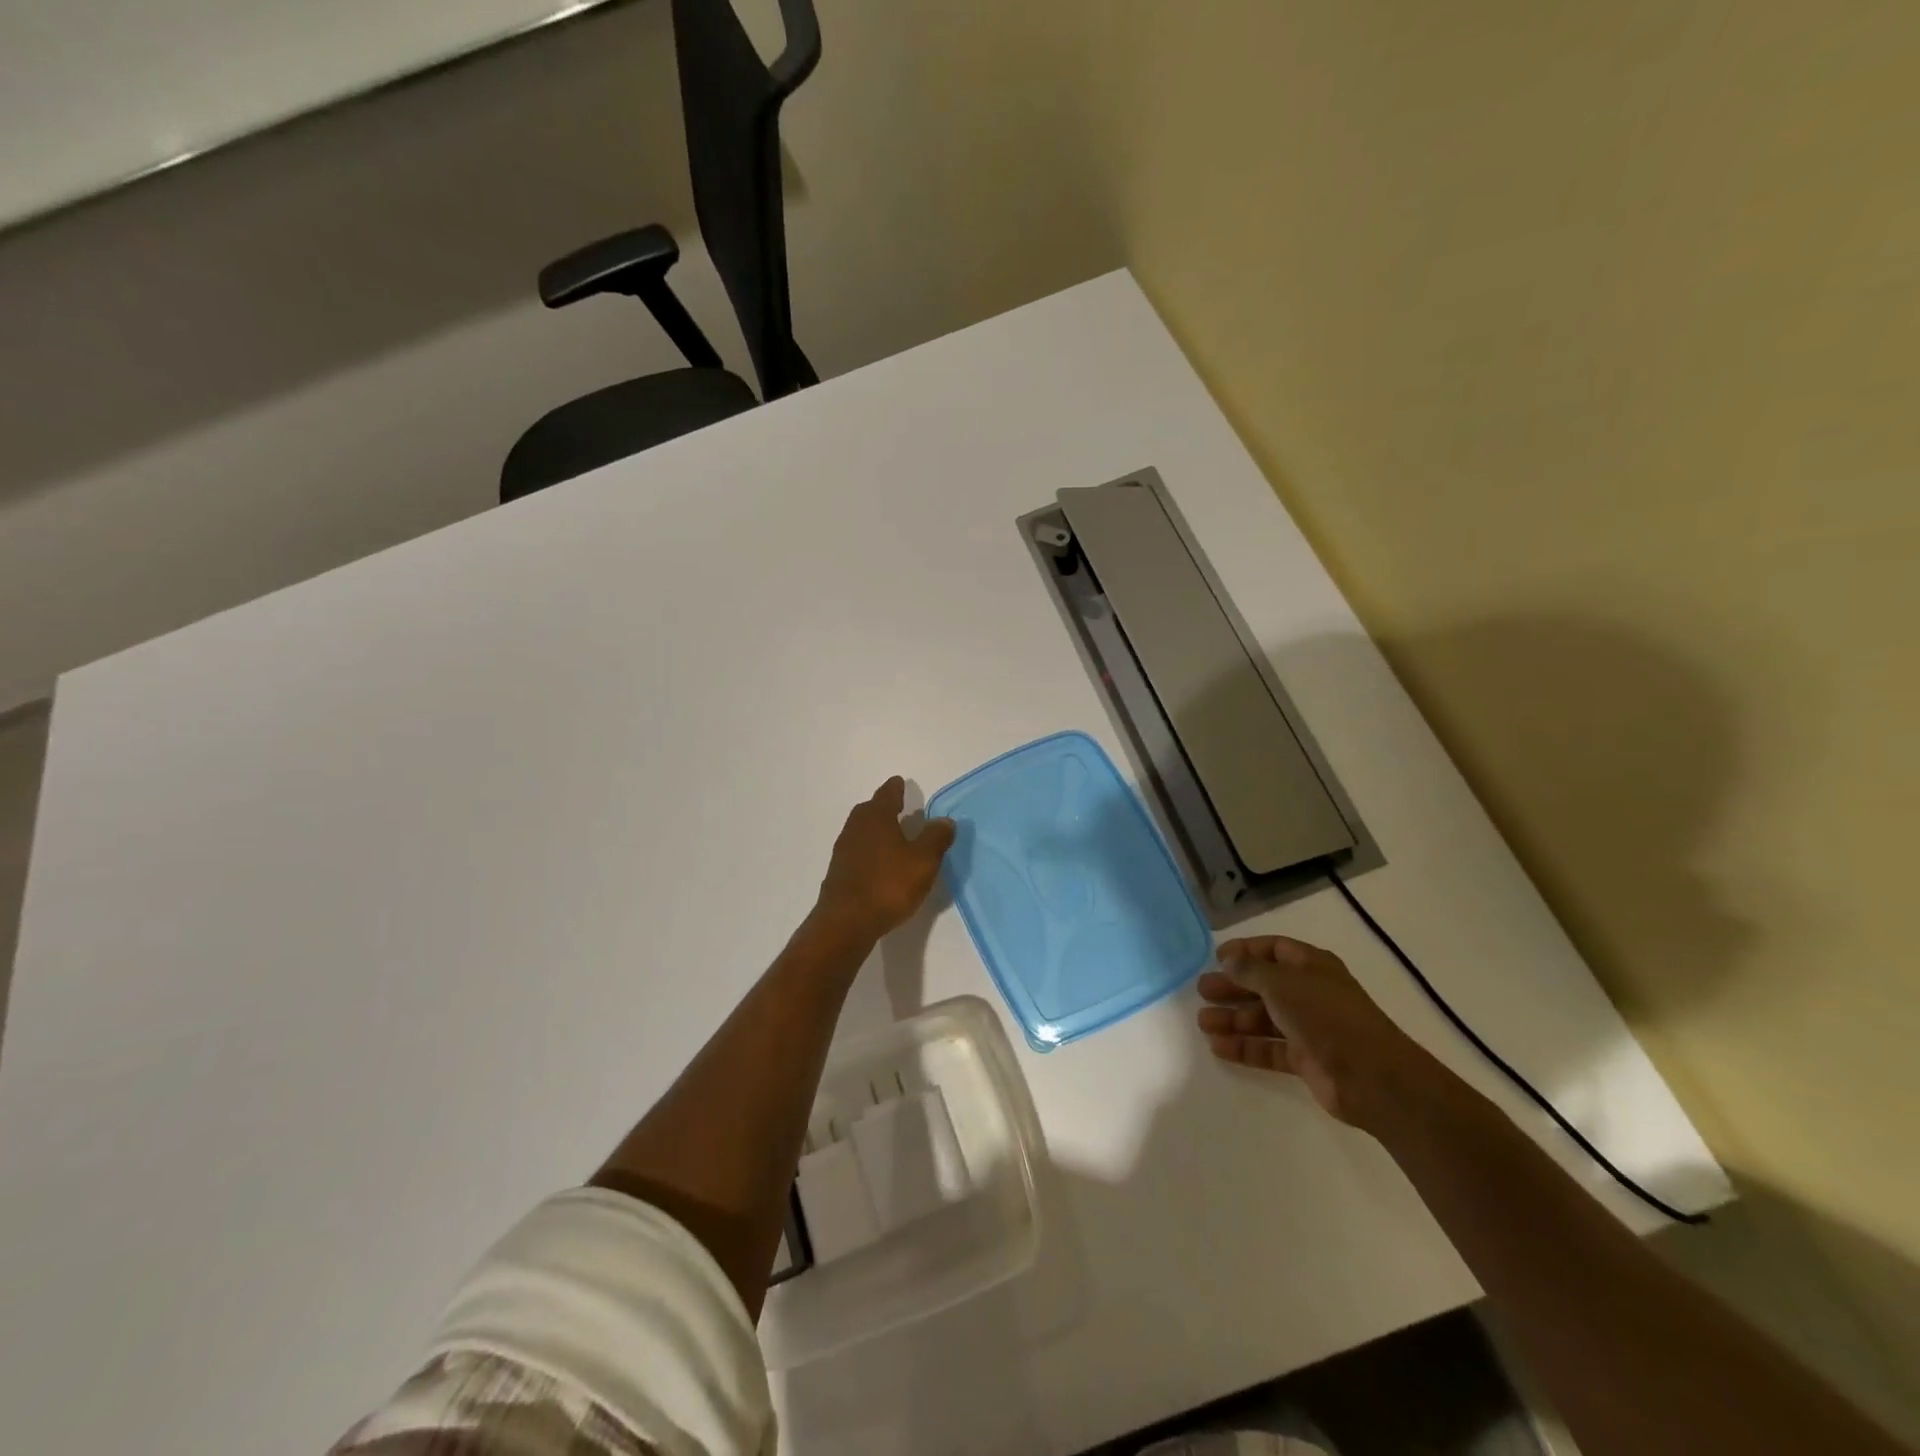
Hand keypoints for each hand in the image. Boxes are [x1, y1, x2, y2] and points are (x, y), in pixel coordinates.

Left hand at [814, 778, 956, 942]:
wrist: (846, 922)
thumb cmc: (888, 885)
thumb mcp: (923, 861)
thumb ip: (935, 838)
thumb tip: (944, 820)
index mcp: (876, 817)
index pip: (887, 794)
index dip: (896, 788)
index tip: (900, 782)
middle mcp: (856, 827)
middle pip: (869, 810)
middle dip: (883, 807)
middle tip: (898, 807)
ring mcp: (844, 850)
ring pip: (861, 831)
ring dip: (876, 830)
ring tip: (892, 836)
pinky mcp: (839, 873)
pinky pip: (857, 852)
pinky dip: (869, 851)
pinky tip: (880, 864)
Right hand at [1197, 936, 1446, 1131]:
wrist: (1371, 1076)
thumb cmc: (1325, 1015)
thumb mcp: (1281, 982)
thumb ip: (1250, 970)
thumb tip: (1229, 961)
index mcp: (1311, 966)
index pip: (1274, 949)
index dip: (1245, 951)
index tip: (1216, 958)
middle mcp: (1310, 993)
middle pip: (1264, 985)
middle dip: (1233, 988)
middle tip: (1201, 991)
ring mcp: (1309, 1028)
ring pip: (1264, 1019)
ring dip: (1233, 1019)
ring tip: (1203, 1023)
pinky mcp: (1307, 1060)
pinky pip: (1269, 1049)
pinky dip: (1245, 1048)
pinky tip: (1219, 1048)